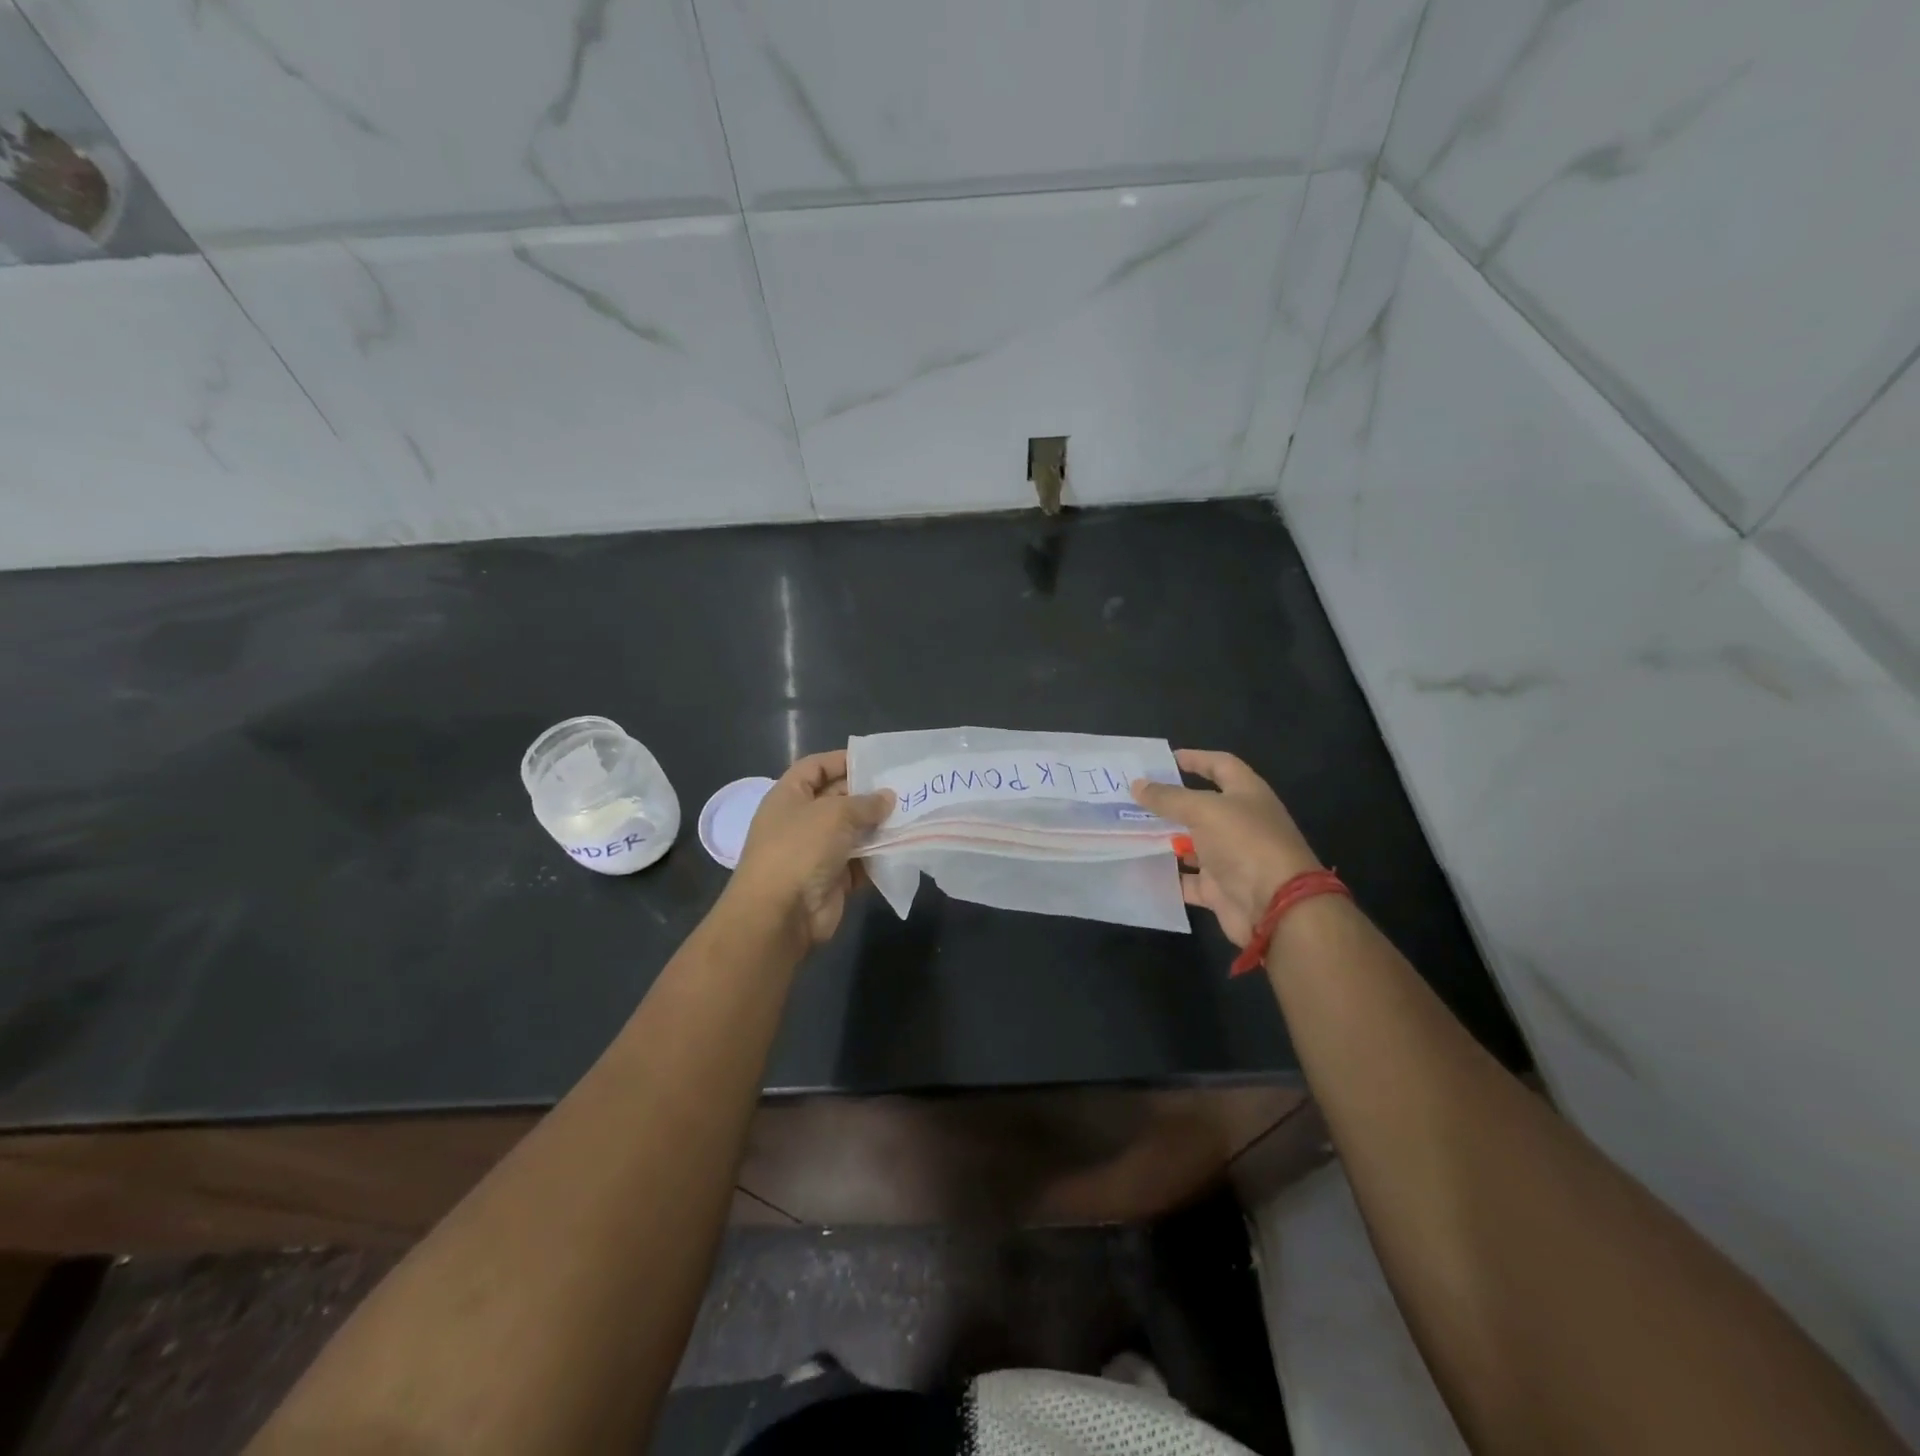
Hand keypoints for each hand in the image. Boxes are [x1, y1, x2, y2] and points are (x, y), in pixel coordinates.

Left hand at [728, 750, 893, 948]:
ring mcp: (816, 852)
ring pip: (853, 832)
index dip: (842, 760)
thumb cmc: (800, 849)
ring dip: (879, 826)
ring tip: (913, 815)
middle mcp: (800, 821)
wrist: (781, 914)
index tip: (876, 760)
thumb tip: (888, 798)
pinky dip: (879, 856)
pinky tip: (905, 846)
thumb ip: (865, 802)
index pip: (816, 767)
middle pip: (838, 799)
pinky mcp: (832, 879)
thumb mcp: (834, 813)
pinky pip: (861, 862)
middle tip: (906, 788)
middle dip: (869, 794)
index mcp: (789, 796)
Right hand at [1131, 750, 1321, 947]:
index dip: (1195, 759)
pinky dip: (1167, 875)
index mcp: (1247, 794)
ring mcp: (1229, 858)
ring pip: (1191, 843)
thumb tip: (1137, 785)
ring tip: (1127, 829)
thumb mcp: (1204, 811)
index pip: (1220, 766)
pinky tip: (1139, 867)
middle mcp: (1240, 823)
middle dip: (1169, 801)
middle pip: (1201, 806)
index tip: (1162, 760)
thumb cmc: (1245, 844)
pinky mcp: (1218, 888)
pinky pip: (1186, 879)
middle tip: (1132, 796)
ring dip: (1164, 838)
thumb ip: (1169, 798)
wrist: (1274, 907)